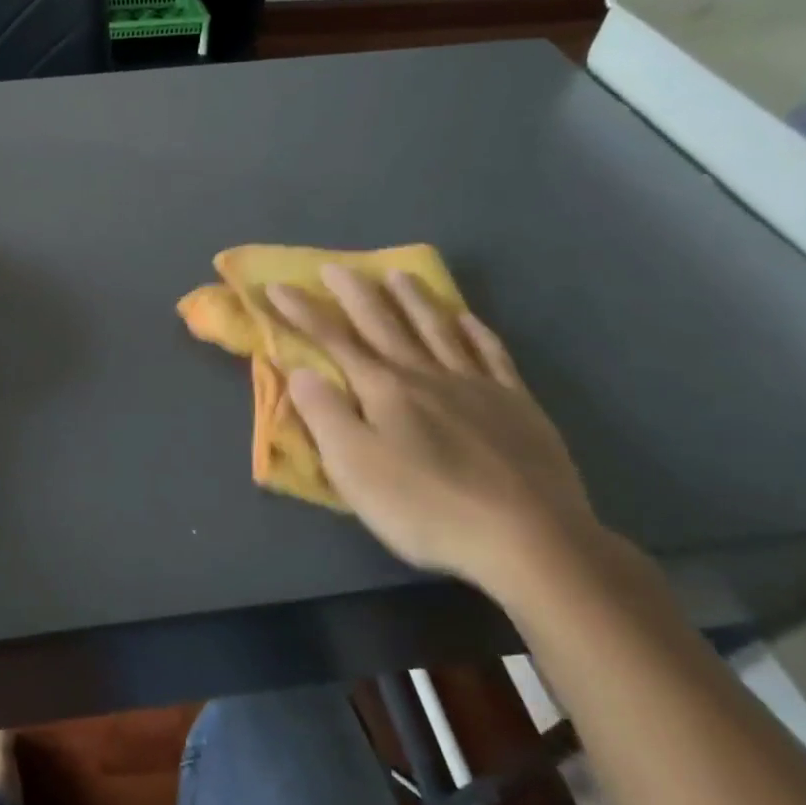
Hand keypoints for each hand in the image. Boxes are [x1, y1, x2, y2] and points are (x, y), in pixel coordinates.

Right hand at [266, 269, 602, 596]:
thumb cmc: (427, 506)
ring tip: (399, 275)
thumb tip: (300, 370)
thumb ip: (324, 414)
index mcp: (383, 388)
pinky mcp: (516, 405)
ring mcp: (476, 386)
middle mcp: (426, 374)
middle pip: (385, 323)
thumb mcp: (355, 467)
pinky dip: (475, 331)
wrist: (529, 538)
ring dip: (414, 299)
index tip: (276, 286)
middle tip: (336, 266)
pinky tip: (467, 319)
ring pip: (438, 329)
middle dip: (356, 293)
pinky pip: (492, 354)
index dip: (303, 312)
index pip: (334, 340)